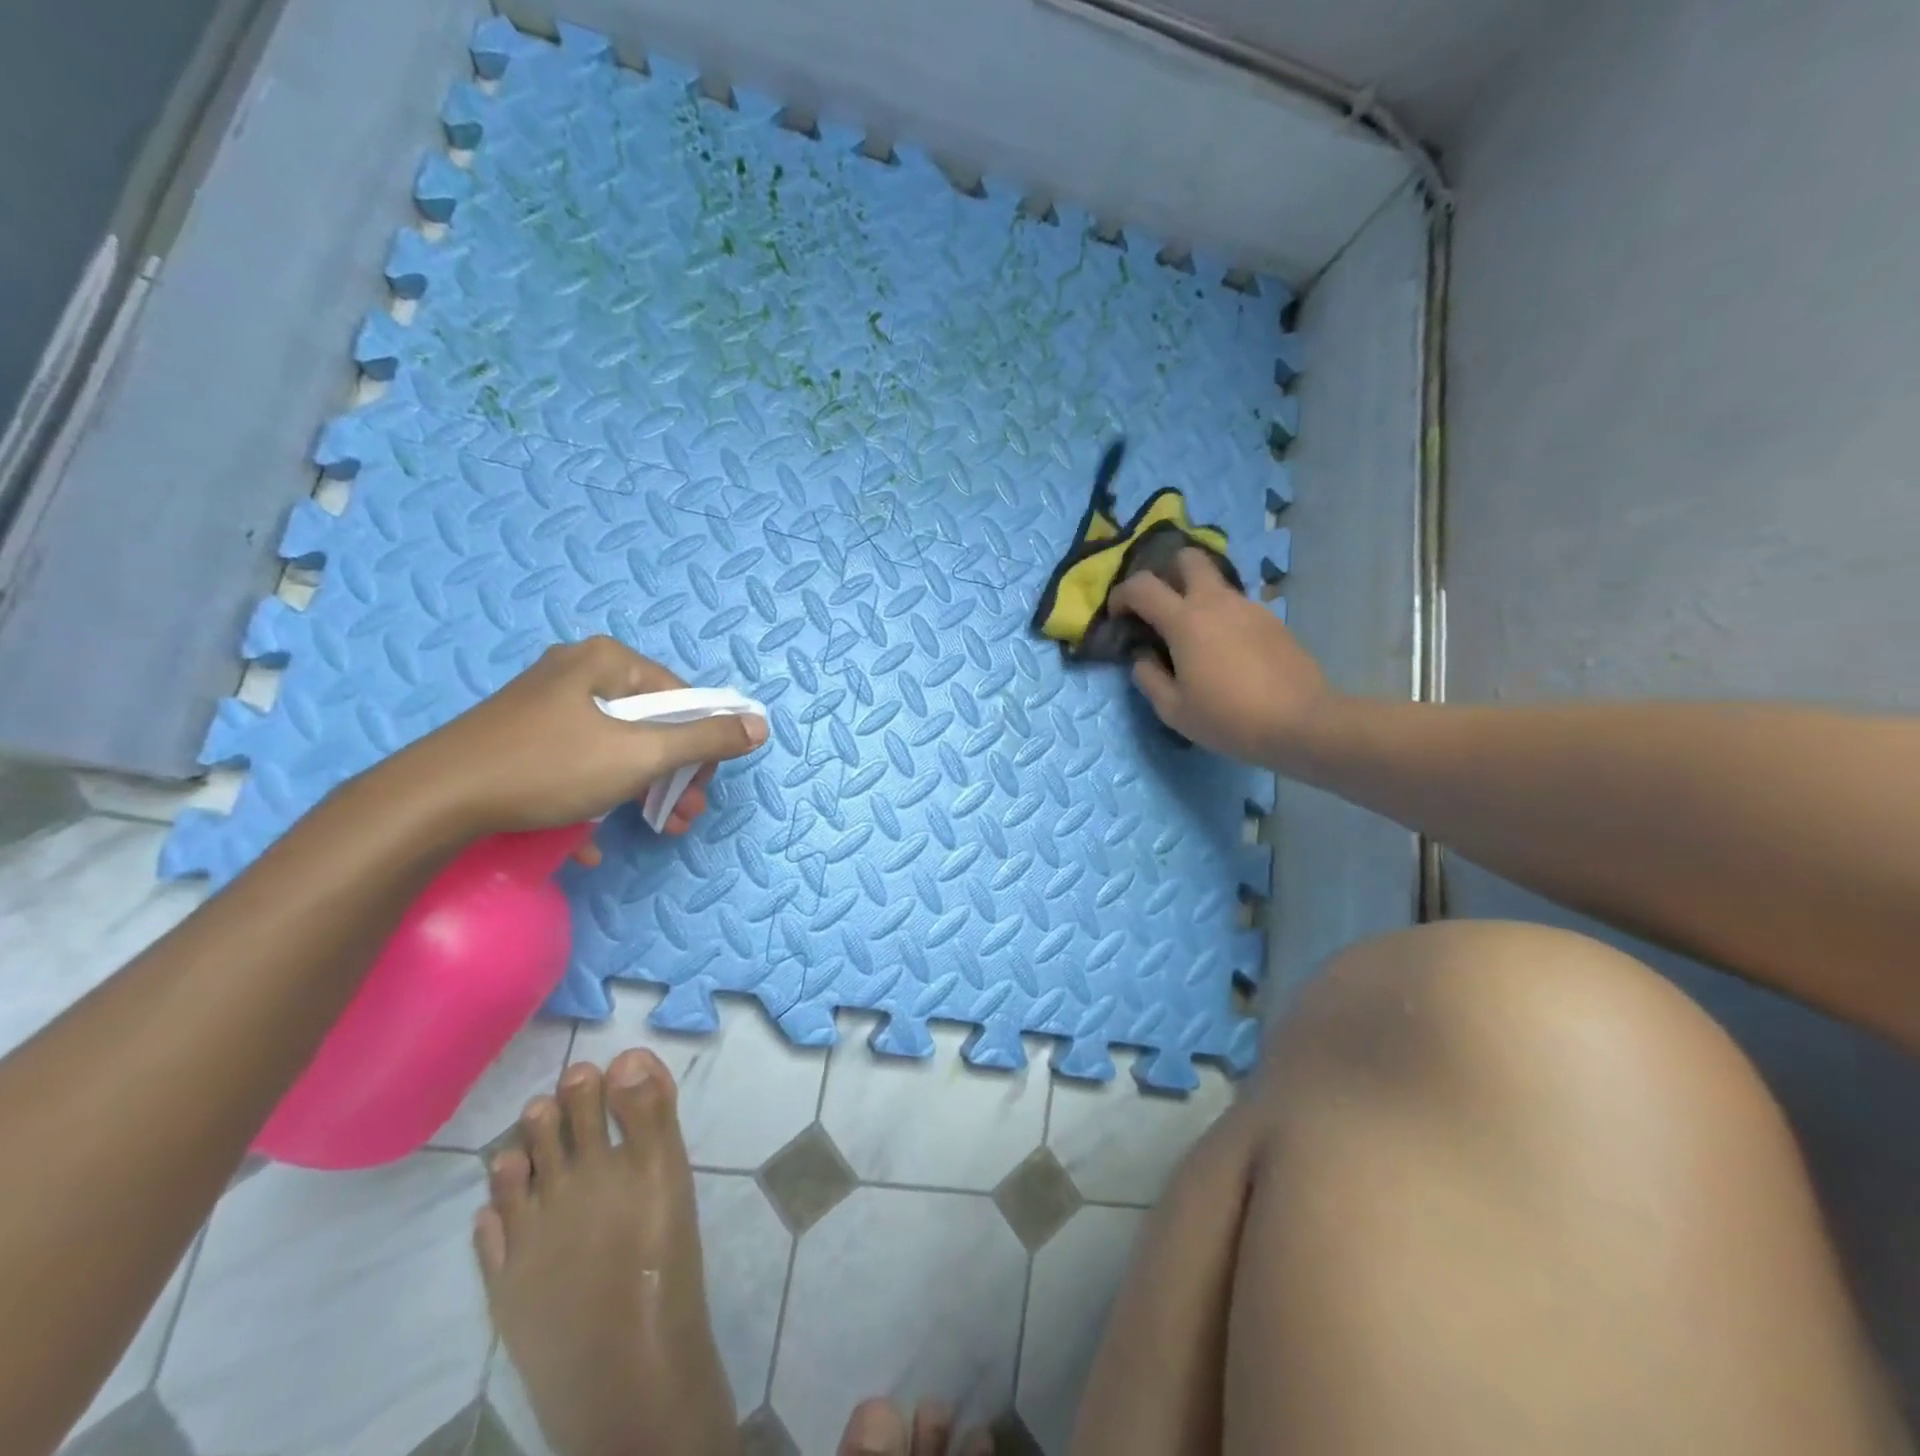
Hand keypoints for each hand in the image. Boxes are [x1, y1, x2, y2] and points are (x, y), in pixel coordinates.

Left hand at [395, 637, 766, 838]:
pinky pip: (576, 762)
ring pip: (615, 746)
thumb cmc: (548, 767)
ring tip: (656, 829)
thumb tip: (759, 725)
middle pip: (650, 722)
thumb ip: (705, 739)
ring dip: (642, 790)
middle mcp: (578, 672)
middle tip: (684, 814)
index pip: (682, 696)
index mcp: (607, 661)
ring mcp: (545, 705)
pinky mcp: (520, 738)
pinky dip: (593, 796)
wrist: (432, 802)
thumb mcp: (641, 755)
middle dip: (673, 774)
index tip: (700, 787)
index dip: (702, 744)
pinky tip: (591, 838)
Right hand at [1110, 548, 1332, 766]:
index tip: (1118, 615)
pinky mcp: (1272, 620)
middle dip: (1167, 572)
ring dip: (1196, 596)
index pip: (1142, 586)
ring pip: (1215, 582)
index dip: (1122, 594)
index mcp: (1185, 620)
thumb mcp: (1173, 710)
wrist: (1300, 722)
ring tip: (1193, 635)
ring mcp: (1249, 607)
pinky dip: (1221, 616)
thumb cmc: (1228, 718)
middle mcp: (1216, 601)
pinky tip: (1225, 651)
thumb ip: (1148, 677)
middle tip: (1160, 605)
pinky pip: (1236, 606)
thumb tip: (1143, 656)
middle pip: (1188, 558)